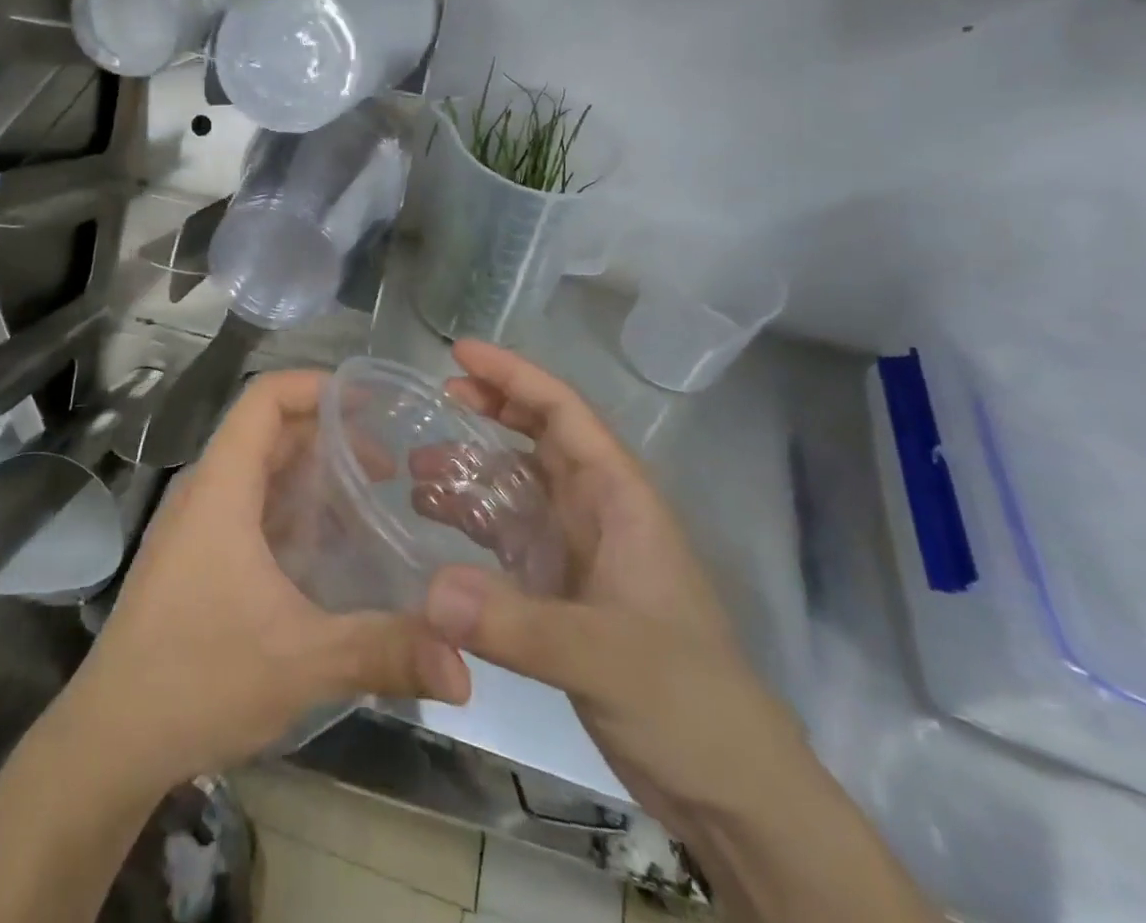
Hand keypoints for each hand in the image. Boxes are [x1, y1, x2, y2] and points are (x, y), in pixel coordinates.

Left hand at [58, 369, 471, 793]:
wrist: (111, 739)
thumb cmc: (198, 678)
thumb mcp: (301, 660)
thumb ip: (384, 652)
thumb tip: (465, 666)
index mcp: (222, 487)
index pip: (264, 399)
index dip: (315, 386)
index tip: (369, 402)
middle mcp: (206, 493)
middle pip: (269, 433)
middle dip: (330, 438)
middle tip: (389, 469)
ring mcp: (197, 527)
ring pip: (261, 475)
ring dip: (313, 479)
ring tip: (369, 506)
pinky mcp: (196, 559)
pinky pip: (251, 511)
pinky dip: (293, 513)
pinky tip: (329, 553)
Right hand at [422, 341, 805, 830]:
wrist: (729, 791)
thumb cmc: (687, 703)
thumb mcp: (604, 658)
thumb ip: (517, 626)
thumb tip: (430, 591)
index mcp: (620, 499)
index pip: (564, 413)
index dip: (514, 376)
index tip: (459, 354)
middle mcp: (598, 513)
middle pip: (540, 438)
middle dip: (492, 408)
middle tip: (435, 397)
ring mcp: (580, 552)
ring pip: (520, 486)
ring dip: (473, 469)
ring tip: (416, 468)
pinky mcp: (562, 592)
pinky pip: (508, 536)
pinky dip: (472, 521)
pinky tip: (434, 525)